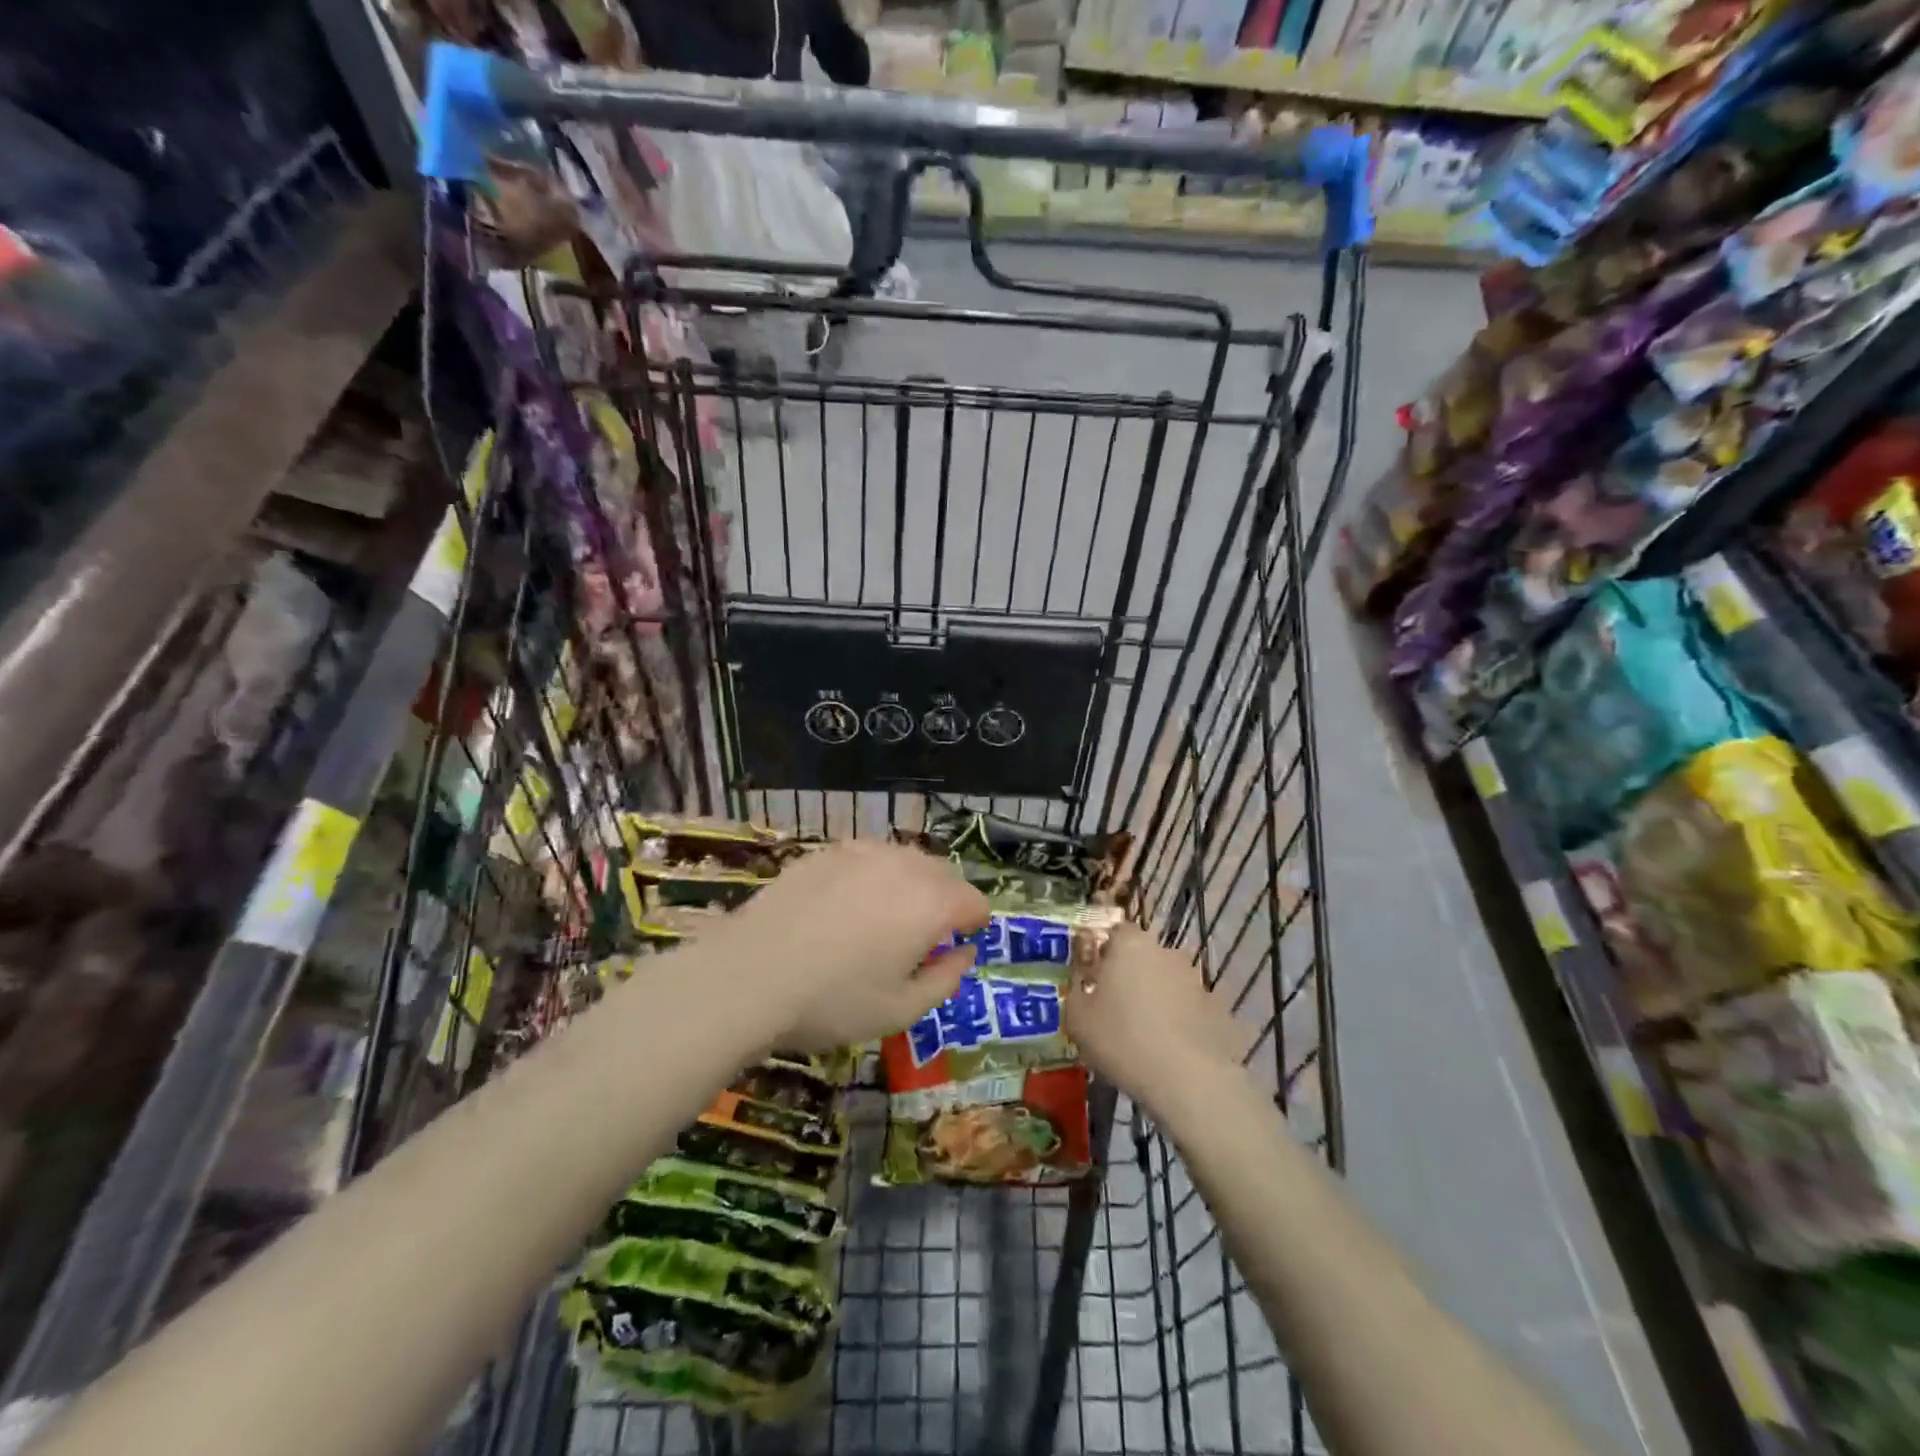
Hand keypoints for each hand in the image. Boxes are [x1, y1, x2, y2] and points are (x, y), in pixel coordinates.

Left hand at [721, 841, 989, 1051]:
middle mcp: (904, 866)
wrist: (750, 974)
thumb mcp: (901, 1010)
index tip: (957, 945)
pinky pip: (868, 857)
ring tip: (884, 919)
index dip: (973, 924)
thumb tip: (963, 952)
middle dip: (944, 900)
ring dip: (910, 884)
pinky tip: (845, 906)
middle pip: (943, 874)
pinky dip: (872, 876)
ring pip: (905, 860)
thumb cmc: (834, 1001)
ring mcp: (863, 852)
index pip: (974, 901)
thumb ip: (945, 978)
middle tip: (922, 937)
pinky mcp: (827, 852)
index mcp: (931, 903)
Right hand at [1067, 926, 1247, 1108]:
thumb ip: (1076, 991)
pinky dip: (1180, 1020)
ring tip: (1145, 1034)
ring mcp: (1196, 979)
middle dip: (1132, 974)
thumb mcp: (1078, 1019)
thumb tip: (1084, 985)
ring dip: (1157, 997)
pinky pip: (1189, 1008)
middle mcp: (1166, 952)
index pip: (1117, 931)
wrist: (1188, 1080)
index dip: (1105, 952)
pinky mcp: (1217, 1008)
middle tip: (1117, 1007)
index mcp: (1130, 944)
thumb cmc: (1122, 1040)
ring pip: (1168, 981)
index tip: (1096, 977)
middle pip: (1144, 955)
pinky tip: (1171, 1050)